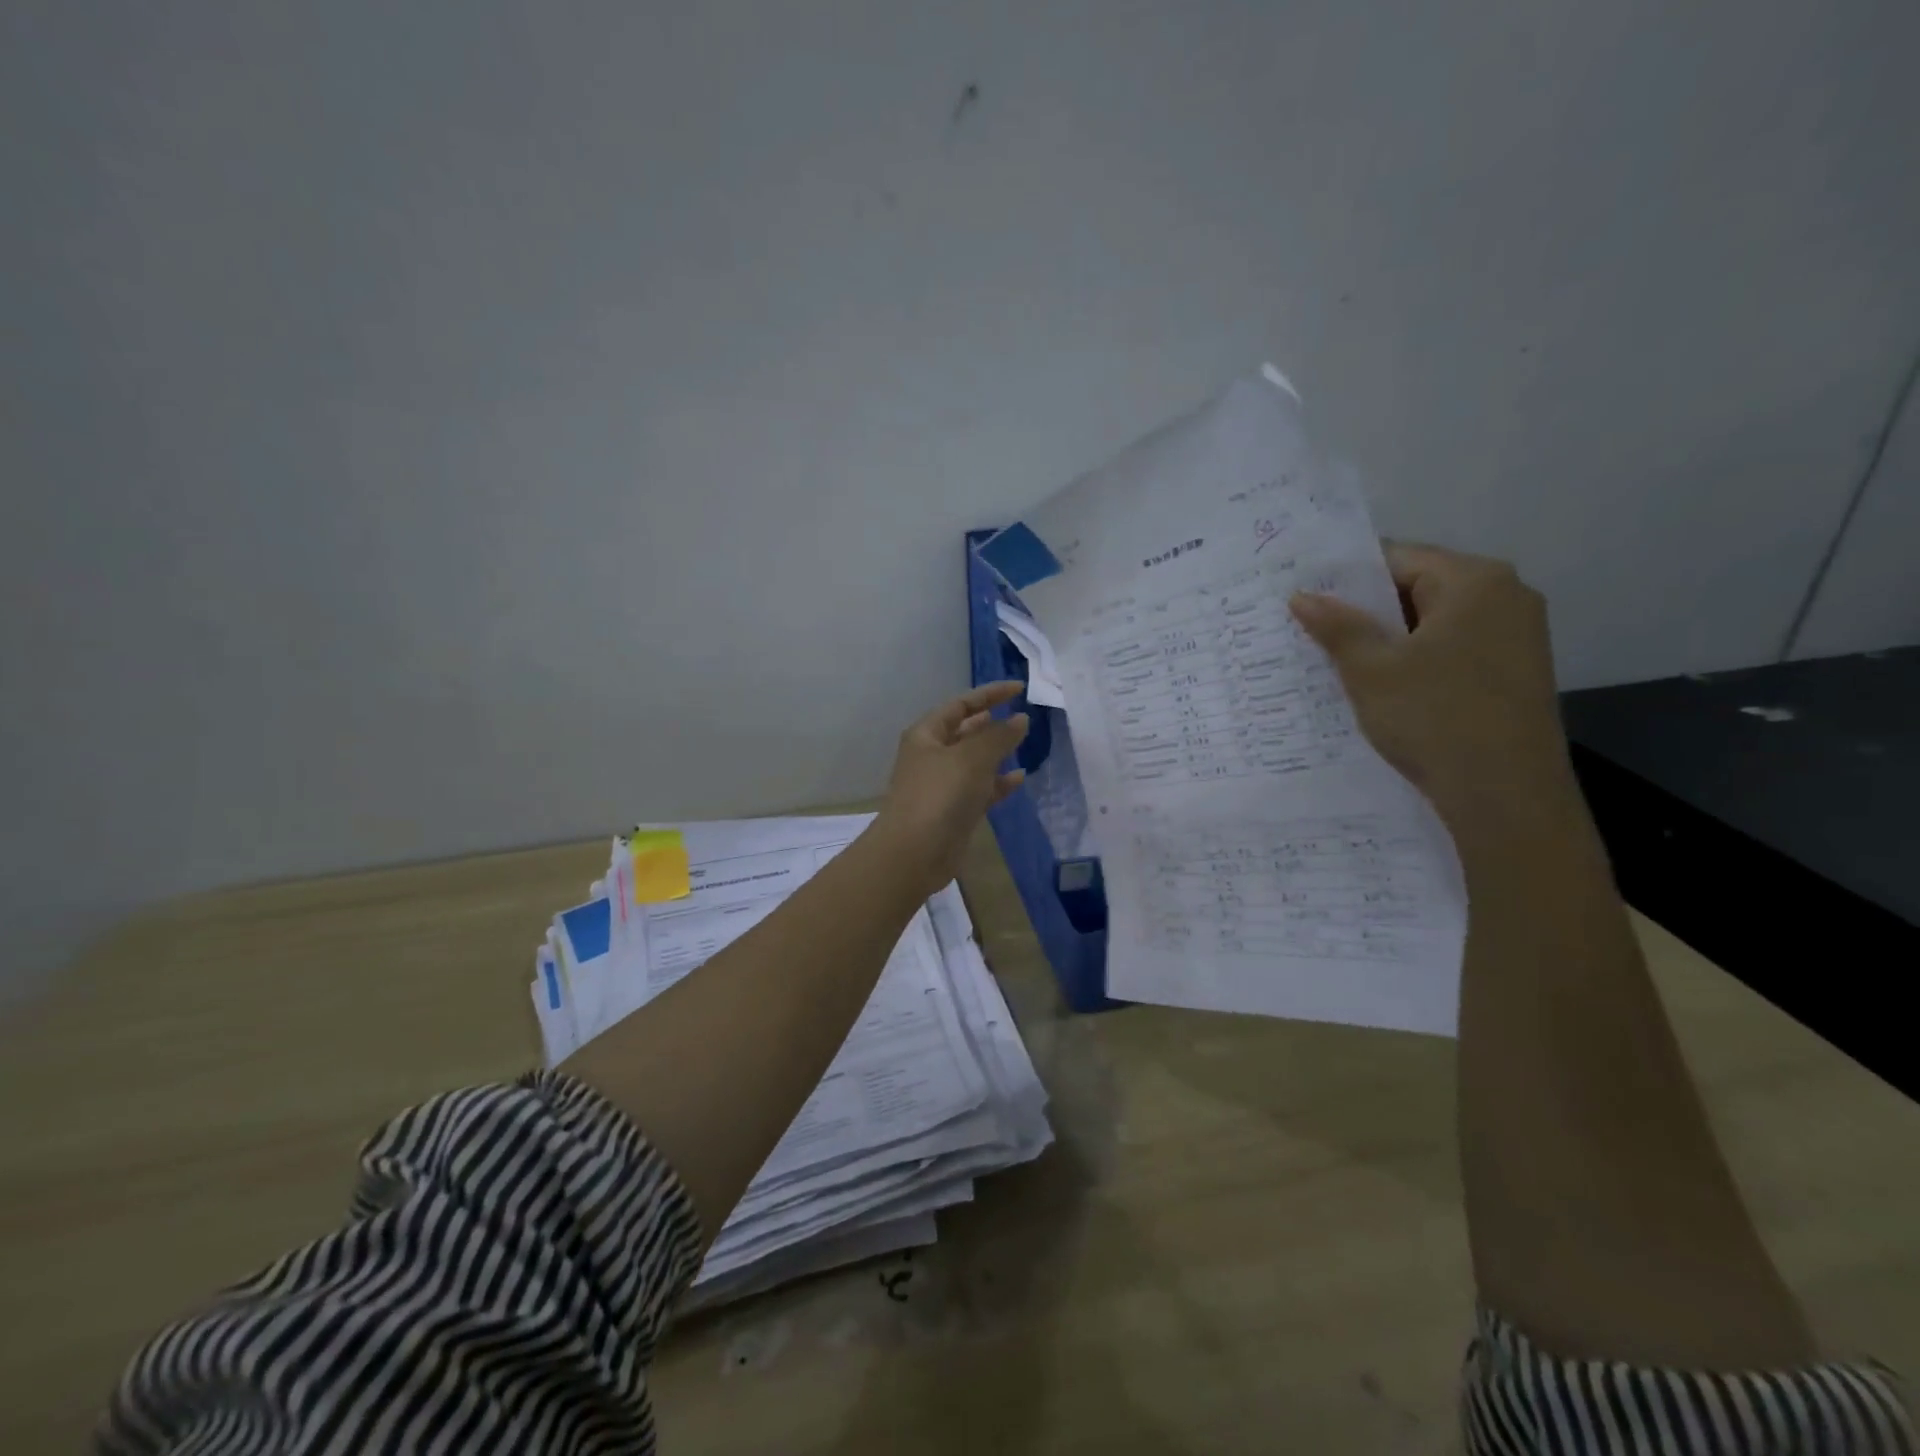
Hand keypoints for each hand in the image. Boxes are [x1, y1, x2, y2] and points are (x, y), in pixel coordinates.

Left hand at [873, 681, 1030, 896]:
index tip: (1019, 689)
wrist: (914, 852)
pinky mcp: (954, 811)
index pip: (961, 704)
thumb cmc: (940, 794)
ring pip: (974, 761)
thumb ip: (999, 736)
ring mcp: (942, 785)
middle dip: (992, 722)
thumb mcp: (972, 757)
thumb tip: (1020, 719)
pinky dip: (998, 782)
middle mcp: (932, 755)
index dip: (989, 694)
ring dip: (997, 752)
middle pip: (966, 731)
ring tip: (1024, 742)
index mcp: (927, 734)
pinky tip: (1020, 777)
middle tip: (1022, 715)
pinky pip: (980, 789)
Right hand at [1289, 542, 1571, 822]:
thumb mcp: (1371, 670)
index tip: (1304, 598)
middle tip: (1310, 630)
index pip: (1397, 558)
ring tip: (1336, 661)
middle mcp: (1506, 597)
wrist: (1507, 796)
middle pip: (1417, 587)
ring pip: (1432, 623)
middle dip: (1365, 611)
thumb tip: (1302, 595)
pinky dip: (1414, 661)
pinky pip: (1451, 650)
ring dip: (1387, 639)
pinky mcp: (1513, 673)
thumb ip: (1336, 626)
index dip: (1345, 577)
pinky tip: (1381, 688)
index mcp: (1475, 581)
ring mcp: (1516, 636)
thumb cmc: (1435, 718)